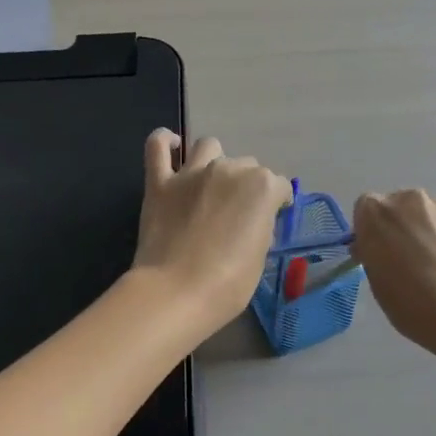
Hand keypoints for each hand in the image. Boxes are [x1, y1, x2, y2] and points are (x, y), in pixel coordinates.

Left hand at [132, 130, 291, 335]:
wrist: (176, 293)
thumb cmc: (228, 284)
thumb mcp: (260, 256)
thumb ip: (260, 226)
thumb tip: (252, 220)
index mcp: (261, 187)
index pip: (279, 187)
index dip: (276, 204)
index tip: (270, 220)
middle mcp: (229, 170)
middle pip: (246, 166)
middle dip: (246, 186)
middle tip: (236, 213)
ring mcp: (192, 173)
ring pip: (209, 146)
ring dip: (214, 161)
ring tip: (210, 184)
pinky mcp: (160, 182)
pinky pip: (157, 146)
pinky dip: (164, 142)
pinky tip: (171, 148)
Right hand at [352, 189, 435, 350]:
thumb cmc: (411, 301)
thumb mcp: (376, 282)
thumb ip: (372, 255)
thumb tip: (375, 248)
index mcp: (376, 212)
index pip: (363, 210)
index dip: (368, 232)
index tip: (374, 253)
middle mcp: (406, 201)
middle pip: (394, 207)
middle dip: (394, 226)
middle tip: (400, 258)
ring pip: (419, 214)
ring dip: (418, 230)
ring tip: (427, 264)